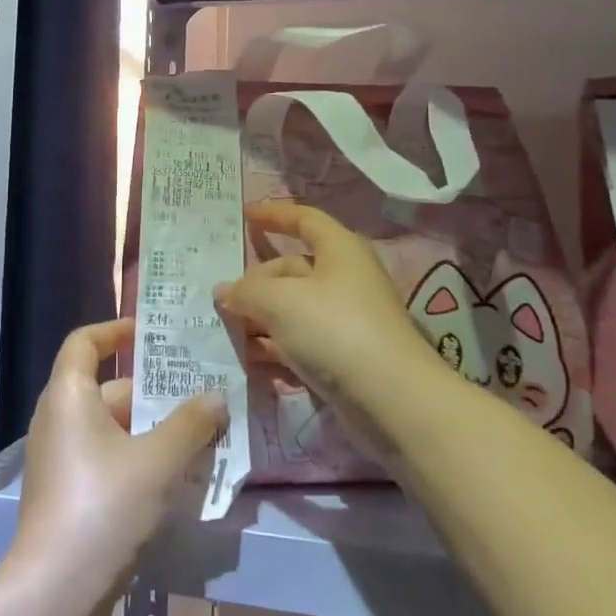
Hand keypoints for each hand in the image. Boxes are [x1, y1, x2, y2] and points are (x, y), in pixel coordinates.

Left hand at [7, 318, 225, 606]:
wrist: (55, 592)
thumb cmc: (104, 507)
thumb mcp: (158, 461)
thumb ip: (191, 423)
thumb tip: (216, 397)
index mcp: (69, 395)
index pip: (85, 341)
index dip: (116, 330)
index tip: (152, 334)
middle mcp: (57, 418)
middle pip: (106, 388)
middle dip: (153, 392)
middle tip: (200, 394)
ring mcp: (58, 459)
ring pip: (111, 428)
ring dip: (152, 429)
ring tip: (200, 436)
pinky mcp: (65, 493)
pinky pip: (105, 457)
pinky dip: (137, 457)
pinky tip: (174, 478)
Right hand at [214, 201, 432, 411]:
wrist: (392, 400)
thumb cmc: (336, 330)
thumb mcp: (280, 302)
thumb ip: (246, 292)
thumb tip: (223, 291)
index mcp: (339, 250)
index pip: (304, 219)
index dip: (274, 214)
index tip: (244, 216)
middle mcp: (345, 278)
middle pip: (291, 269)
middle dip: (256, 282)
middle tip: (223, 300)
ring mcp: (345, 318)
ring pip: (293, 307)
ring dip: (261, 316)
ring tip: (227, 330)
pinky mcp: (343, 354)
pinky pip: (301, 339)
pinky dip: (276, 344)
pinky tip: (250, 356)